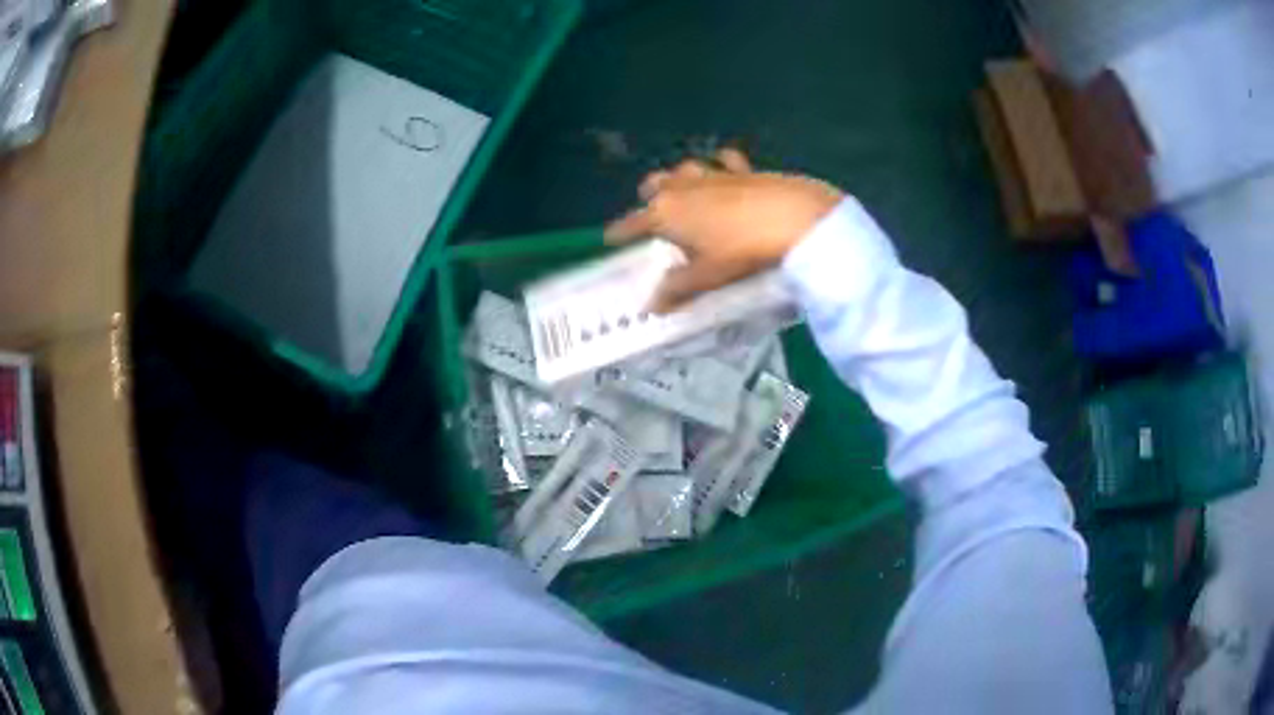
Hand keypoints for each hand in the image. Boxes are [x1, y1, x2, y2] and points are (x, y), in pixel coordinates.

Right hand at [604, 148, 842, 311]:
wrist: (793, 218)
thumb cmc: (741, 250)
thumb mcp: (708, 275)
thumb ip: (678, 289)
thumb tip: (652, 305)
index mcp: (667, 212)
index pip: (634, 223)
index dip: (620, 231)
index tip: (608, 237)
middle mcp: (684, 187)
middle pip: (655, 185)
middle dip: (649, 194)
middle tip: (650, 207)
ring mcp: (714, 174)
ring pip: (685, 169)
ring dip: (678, 177)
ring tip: (679, 186)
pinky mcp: (744, 170)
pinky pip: (725, 161)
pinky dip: (721, 164)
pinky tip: (724, 167)